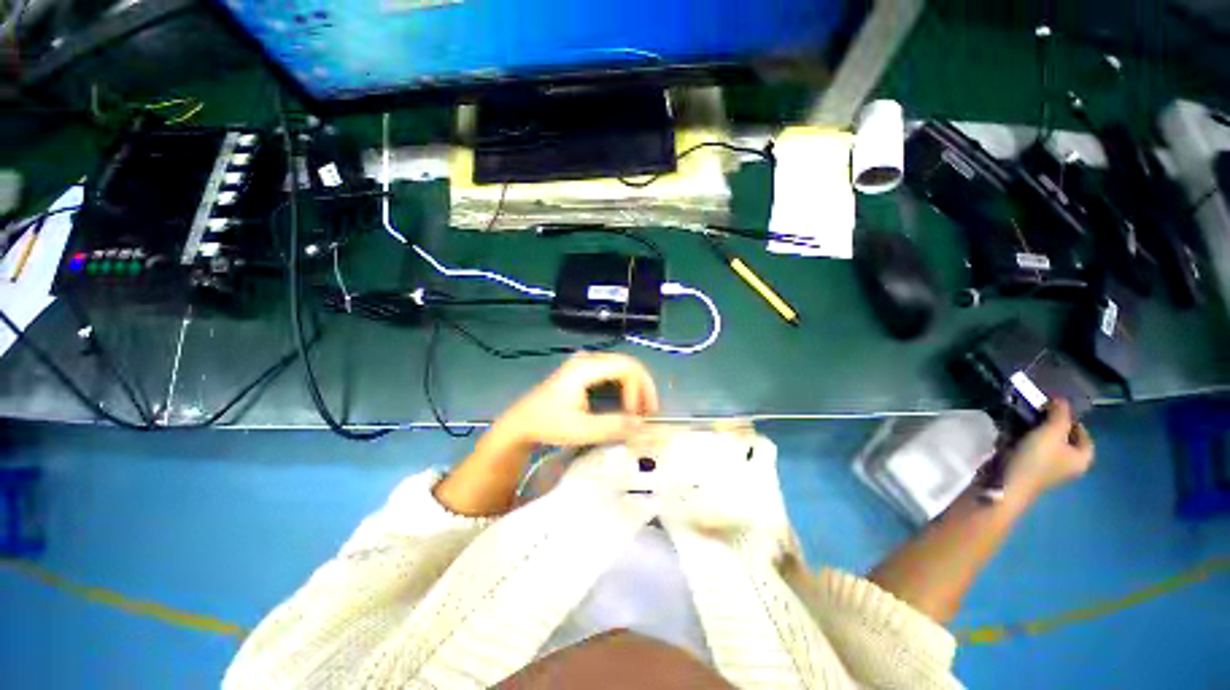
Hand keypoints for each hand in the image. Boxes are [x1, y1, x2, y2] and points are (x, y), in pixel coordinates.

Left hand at [491, 353, 659, 448]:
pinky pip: (615, 374)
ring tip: (642, 411)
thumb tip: (642, 425)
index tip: (636, 416)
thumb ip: (613, 426)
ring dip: (637, 388)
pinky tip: (629, 405)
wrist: (522, 422)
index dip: (639, 390)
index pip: (627, 367)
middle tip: (650, 414)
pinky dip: (626, 388)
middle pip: (628, 364)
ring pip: (623, 368)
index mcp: (586, 367)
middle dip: (643, 388)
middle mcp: (589, 359)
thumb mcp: (581, 429)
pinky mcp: (586, 371)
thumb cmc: (548, 424)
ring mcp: (587, 363)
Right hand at [1005, 399, 1094, 499]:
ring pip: (1044, 440)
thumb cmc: (1035, 459)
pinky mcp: (1029, 466)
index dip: (1068, 417)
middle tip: (1033, 411)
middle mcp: (1069, 463)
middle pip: (1062, 435)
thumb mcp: (1051, 431)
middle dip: (1047, 422)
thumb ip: (1060, 413)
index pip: (1082, 431)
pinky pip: (1029, 447)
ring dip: (1031, 428)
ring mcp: (1048, 466)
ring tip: (1018, 420)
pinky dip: (1021, 438)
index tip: (1050, 406)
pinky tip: (1009, 434)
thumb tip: (1061, 399)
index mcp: (1083, 457)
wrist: (1006, 483)